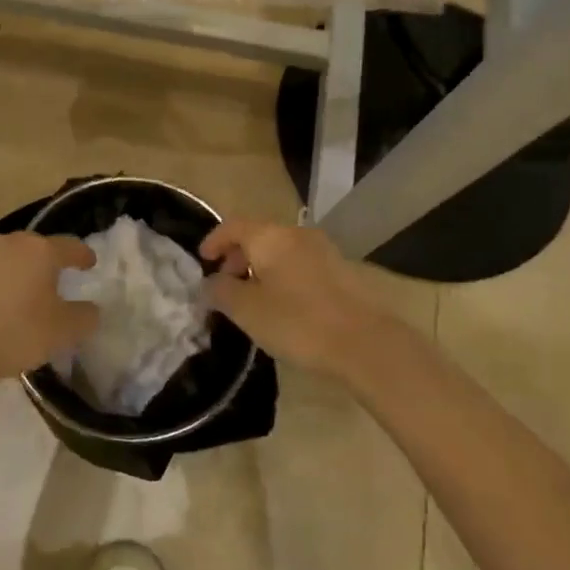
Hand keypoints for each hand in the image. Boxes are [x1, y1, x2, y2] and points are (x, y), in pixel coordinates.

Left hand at [0, 233, 99, 383]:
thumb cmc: (19, 330)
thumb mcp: (64, 330)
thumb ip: (85, 316)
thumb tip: (91, 308)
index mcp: (42, 249)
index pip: (71, 246)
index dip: (83, 255)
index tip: (90, 263)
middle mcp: (14, 242)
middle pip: (39, 248)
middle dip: (51, 262)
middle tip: (59, 280)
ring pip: (13, 258)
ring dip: (23, 271)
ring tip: (29, 293)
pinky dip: (2, 283)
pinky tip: (3, 302)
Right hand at [200, 219, 389, 380]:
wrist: (366, 343)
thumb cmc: (298, 322)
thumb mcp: (248, 311)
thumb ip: (221, 292)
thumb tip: (210, 282)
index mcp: (270, 236)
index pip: (232, 225)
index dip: (213, 240)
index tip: (202, 261)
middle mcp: (296, 234)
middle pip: (258, 235)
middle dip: (237, 256)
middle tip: (226, 283)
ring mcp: (322, 250)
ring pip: (280, 249)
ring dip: (261, 267)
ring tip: (253, 298)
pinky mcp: (340, 270)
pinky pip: (299, 263)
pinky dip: (282, 275)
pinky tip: (283, 304)